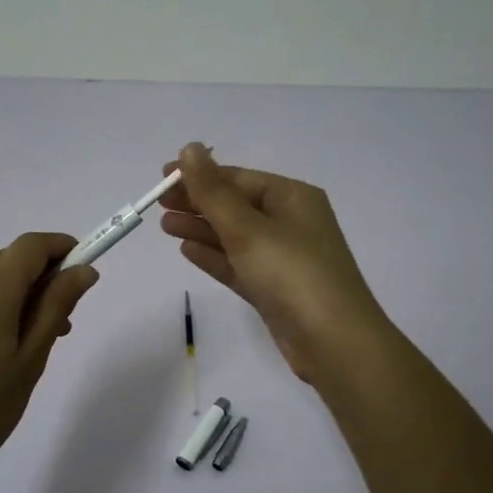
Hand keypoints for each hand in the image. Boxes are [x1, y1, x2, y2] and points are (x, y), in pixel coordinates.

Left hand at [0, 233, 98, 479]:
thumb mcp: (30, 359)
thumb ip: (57, 307)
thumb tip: (83, 270)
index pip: (30, 245)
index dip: (61, 247)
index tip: (84, 269)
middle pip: (10, 258)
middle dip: (42, 275)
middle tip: (63, 319)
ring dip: (19, 290)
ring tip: (35, 337)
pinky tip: (2, 342)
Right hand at [158, 143, 392, 387]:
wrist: (334, 343)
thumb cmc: (292, 274)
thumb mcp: (248, 228)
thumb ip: (213, 191)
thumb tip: (189, 148)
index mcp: (293, 198)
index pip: (239, 178)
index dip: (200, 176)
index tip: (162, 178)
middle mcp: (290, 223)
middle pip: (235, 206)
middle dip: (198, 202)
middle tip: (157, 203)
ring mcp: (283, 258)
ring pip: (234, 236)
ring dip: (201, 229)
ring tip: (165, 225)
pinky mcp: (274, 289)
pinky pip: (238, 264)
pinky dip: (214, 256)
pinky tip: (187, 250)